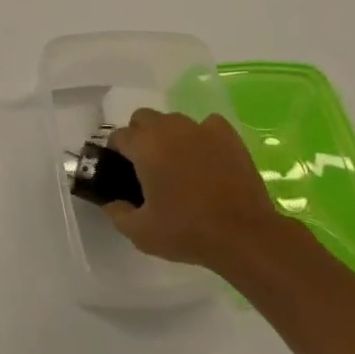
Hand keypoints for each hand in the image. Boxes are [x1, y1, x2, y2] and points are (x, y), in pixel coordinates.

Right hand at [104, 109, 296, 271]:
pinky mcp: (228, 136)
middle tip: (147, 166)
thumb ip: (118, 214)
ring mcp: (201, 129)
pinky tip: (207, 157)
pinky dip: (202, 136)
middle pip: (143, 118)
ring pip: (174, 121)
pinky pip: (207, 125)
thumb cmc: (187, 231)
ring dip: (169, 135)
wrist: (243, 235)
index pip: (119, 136)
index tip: (122, 172)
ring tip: (178, 163)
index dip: (116, 153)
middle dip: (140, 136)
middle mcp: (169, 128)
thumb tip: (111, 203)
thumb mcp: (141, 233)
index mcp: (145, 146)